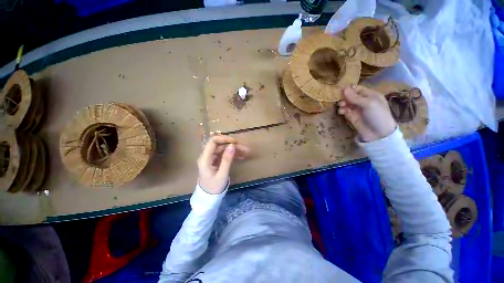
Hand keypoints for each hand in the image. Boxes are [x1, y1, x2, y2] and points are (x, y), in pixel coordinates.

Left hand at [197, 135, 249, 193]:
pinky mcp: (216, 161)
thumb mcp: (222, 174)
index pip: (213, 141)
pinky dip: (233, 155)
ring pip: (224, 149)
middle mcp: (208, 156)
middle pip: (220, 145)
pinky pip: (225, 155)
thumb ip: (226, 159)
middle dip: (233, 145)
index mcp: (205, 158)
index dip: (224, 139)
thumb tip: (232, 145)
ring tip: (246, 152)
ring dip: (235, 150)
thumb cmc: (213, 187)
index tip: (235, 142)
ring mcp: (212, 158)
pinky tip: (242, 156)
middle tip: (245, 148)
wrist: (208, 198)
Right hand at [337, 85, 396, 142]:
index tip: (341, 90)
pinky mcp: (351, 117)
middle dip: (344, 97)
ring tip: (341, 106)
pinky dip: (342, 110)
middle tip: (341, 100)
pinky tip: (341, 112)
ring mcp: (357, 109)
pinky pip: (344, 111)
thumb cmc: (378, 115)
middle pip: (350, 96)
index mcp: (370, 95)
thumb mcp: (369, 104)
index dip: (349, 89)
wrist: (379, 134)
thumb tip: (344, 88)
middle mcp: (362, 101)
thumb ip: (355, 97)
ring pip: (346, 103)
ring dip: (342, 103)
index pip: (357, 89)